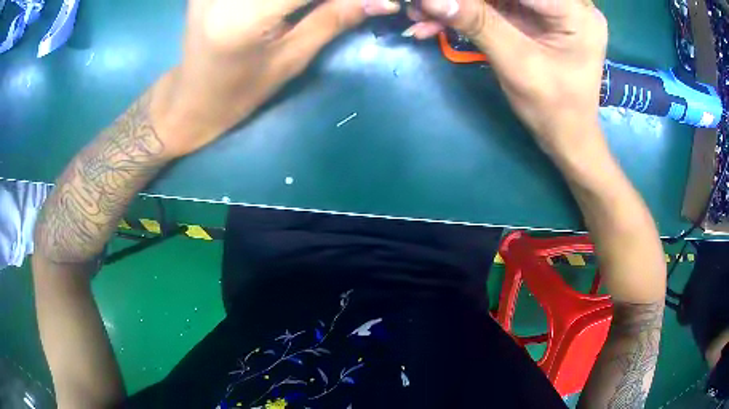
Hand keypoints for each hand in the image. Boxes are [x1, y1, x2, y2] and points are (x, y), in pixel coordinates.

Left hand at [157, 0, 400, 157]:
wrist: (191, 97)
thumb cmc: (239, 92)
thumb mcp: (290, 60)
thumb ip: (335, 19)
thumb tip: (383, 0)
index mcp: (245, 16)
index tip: (379, 1)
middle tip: (345, 7)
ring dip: (305, 0)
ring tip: (317, 10)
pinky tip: (292, 7)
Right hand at [405, 0, 608, 156]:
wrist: (567, 137)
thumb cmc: (554, 109)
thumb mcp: (518, 64)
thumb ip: (478, 24)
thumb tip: (431, 0)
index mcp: (575, 12)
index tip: (434, 1)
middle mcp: (566, 3)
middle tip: (422, 8)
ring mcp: (549, 9)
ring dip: (458, 5)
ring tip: (422, 17)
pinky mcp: (534, 17)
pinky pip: (495, 7)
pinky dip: (466, 14)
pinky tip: (436, 24)